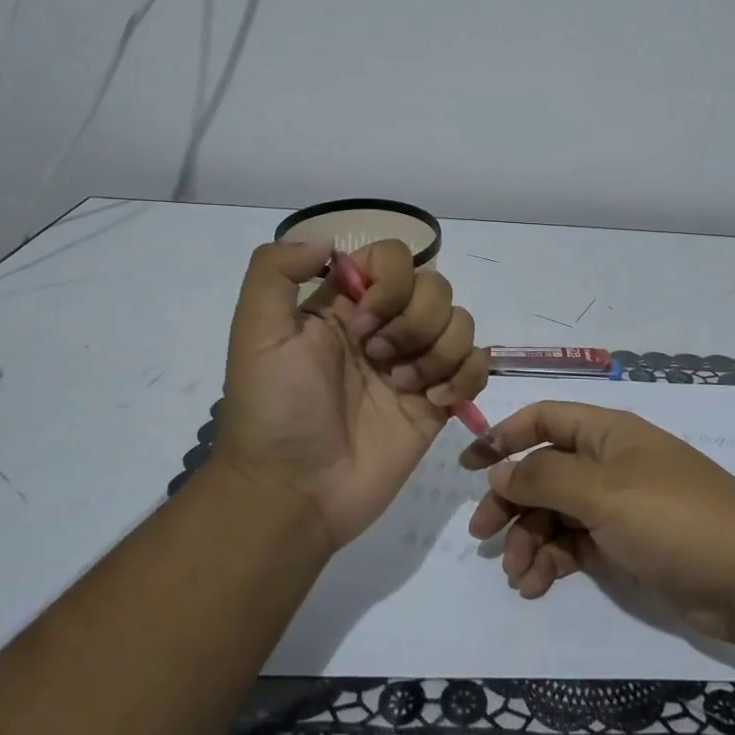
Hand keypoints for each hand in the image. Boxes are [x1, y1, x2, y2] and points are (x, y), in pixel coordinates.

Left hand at [215, 239, 489, 552]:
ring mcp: (415, 364)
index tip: (362, 321)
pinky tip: (434, 403)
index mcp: (346, 305)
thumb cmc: (274, 411)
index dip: (390, 282)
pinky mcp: (438, 402)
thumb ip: (276, 271)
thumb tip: (329, 241)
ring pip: (462, 322)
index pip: (394, 258)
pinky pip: (478, 365)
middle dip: (414, 322)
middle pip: (435, 287)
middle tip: (377, 359)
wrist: (294, 492)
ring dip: (437, 353)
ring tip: (402, 388)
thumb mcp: (255, 333)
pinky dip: (465, 378)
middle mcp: (385, 326)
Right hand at [465, 402, 734, 642]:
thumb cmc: (673, 517)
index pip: (545, 419)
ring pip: (556, 514)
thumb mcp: (603, 491)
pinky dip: (552, 562)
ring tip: (518, 575)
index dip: (504, 435)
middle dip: (511, 500)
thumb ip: (545, 478)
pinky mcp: (625, 546)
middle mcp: (609, 464)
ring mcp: (618, 507)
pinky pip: (575, 545)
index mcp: (607, 433)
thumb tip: (500, 469)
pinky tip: (537, 585)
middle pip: (544, 472)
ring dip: (530, 539)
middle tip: (482, 537)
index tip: (468, 464)